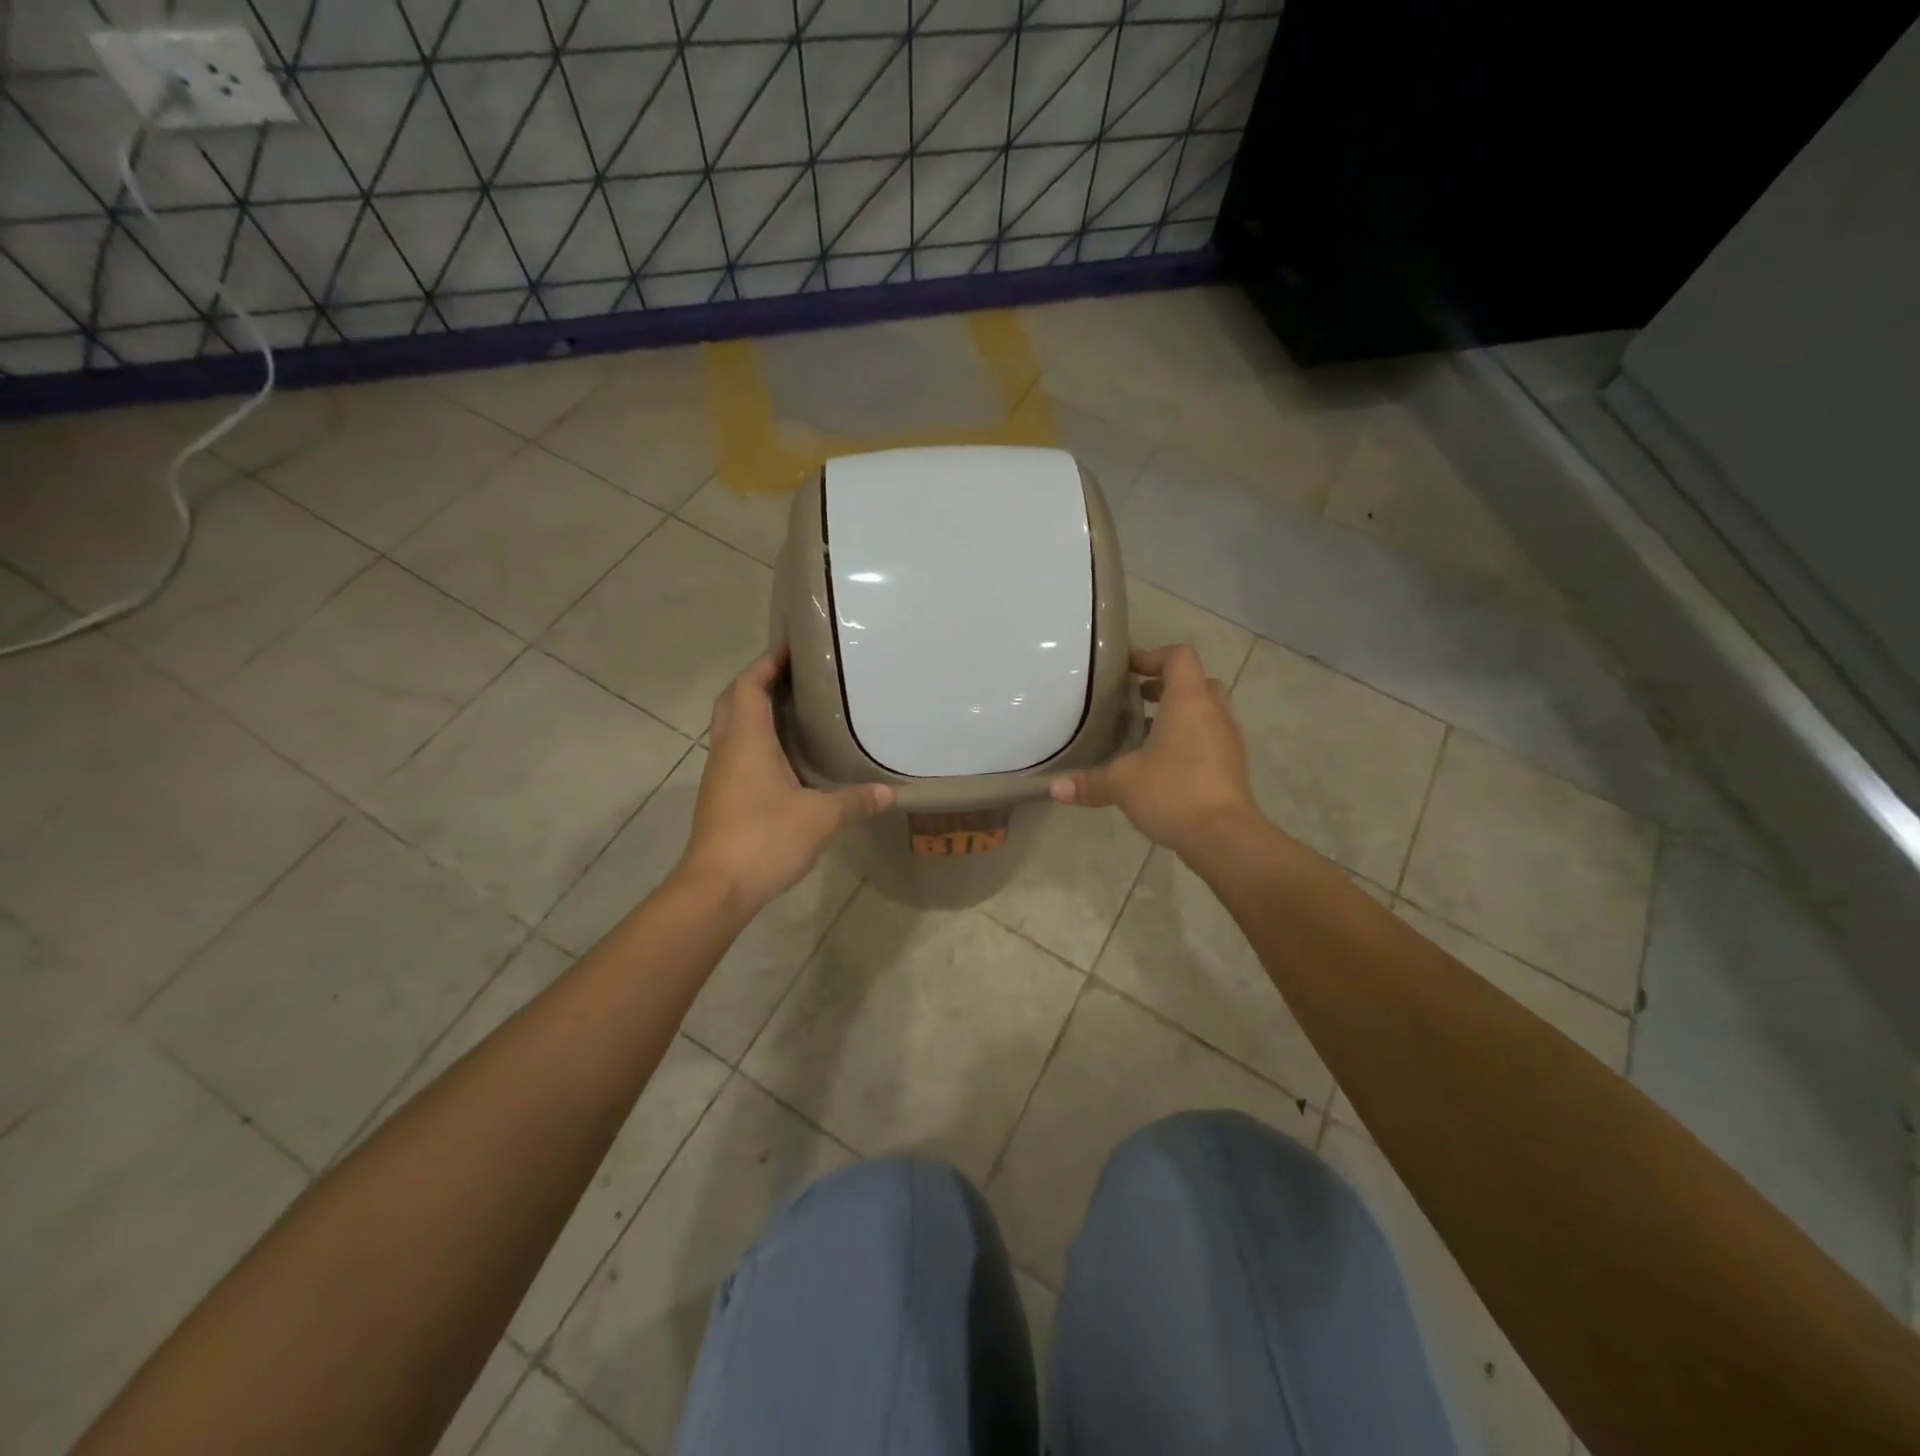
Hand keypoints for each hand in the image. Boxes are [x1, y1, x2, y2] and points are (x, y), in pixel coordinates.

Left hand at [679, 646, 892, 914]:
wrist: (716, 888)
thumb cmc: (765, 838)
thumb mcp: (820, 818)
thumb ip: (855, 801)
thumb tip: (888, 793)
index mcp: (746, 739)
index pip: (749, 685)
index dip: (767, 662)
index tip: (792, 647)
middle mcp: (727, 749)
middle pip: (734, 700)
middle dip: (759, 680)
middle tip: (795, 674)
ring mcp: (719, 774)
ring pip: (731, 726)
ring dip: (754, 709)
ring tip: (794, 707)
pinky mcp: (720, 796)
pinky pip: (736, 751)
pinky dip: (755, 738)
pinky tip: (784, 754)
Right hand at [1049, 644, 1259, 858]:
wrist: (1225, 837)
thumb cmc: (1173, 791)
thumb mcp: (1121, 783)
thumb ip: (1088, 782)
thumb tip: (1054, 789)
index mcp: (1189, 701)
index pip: (1179, 657)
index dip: (1152, 656)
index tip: (1126, 669)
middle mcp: (1214, 713)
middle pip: (1197, 682)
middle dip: (1167, 686)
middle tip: (1137, 699)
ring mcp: (1228, 741)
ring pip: (1206, 712)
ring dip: (1179, 715)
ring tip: (1144, 733)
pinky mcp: (1232, 768)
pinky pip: (1210, 740)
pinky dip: (1188, 741)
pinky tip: (1161, 765)